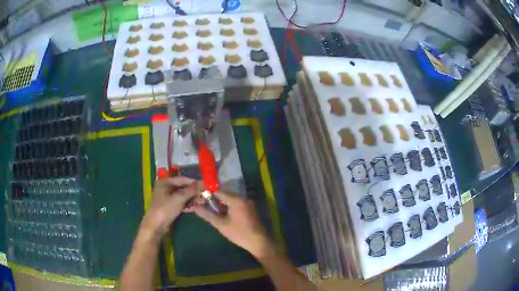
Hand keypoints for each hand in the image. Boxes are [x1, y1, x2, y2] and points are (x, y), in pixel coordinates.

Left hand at [141, 177, 198, 237]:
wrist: (156, 226)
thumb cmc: (165, 209)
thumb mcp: (179, 198)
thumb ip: (191, 190)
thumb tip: (202, 183)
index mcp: (165, 182)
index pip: (182, 179)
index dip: (193, 182)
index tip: (204, 185)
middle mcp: (166, 187)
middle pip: (182, 187)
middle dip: (193, 191)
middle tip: (204, 194)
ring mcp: (167, 197)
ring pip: (182, 195)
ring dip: (192, 198)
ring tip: (202, 201)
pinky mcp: (170, 206)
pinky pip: (181, 202)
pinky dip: (188, 204)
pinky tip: (196, 206)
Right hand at [192, 191, 273, 257]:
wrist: (258, 242)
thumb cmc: (239, 233)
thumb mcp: (221, 225)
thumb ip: (207, 215)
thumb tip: (195, 208)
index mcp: (236, 200)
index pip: (218, 191)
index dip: (207, 191)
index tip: (198, 192)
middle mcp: (242, 198)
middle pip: (224, 193)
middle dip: (213, 196)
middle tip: (202, 200)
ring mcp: (247, 203)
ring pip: (230, 198)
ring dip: (220, 201)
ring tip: (210, 206)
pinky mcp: (249, 208)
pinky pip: (235, 202)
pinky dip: (227, 204)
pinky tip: (221, 212)